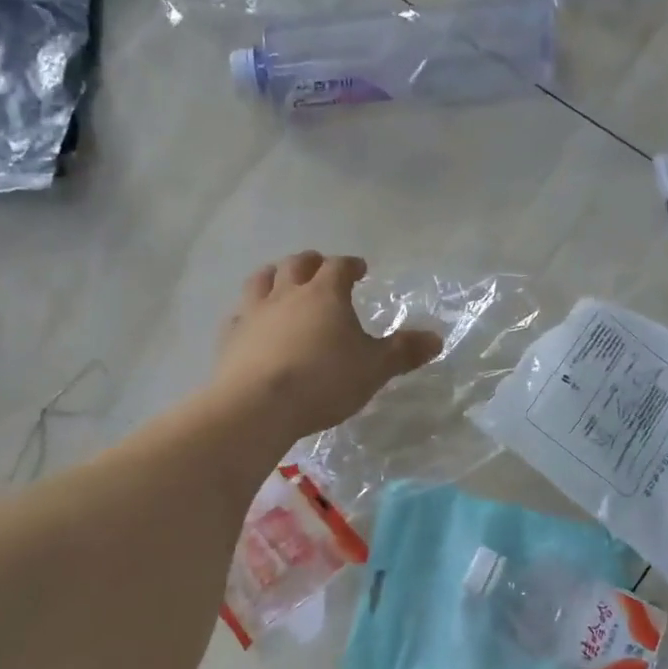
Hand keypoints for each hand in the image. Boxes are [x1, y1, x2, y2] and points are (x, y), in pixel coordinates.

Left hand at [212, 252, 442, 442]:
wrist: (259, 405)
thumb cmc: (324, 381)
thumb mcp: (375, 369)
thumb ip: (404, 351)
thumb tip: (436, 338)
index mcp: (325, 294)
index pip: (339, 266)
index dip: (350, 264)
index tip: (359, 269)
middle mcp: (286, 294)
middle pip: (296, 265)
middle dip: (311, 263)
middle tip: (320, 267)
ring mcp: (254, 313)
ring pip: (261, 281)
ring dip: (274, 276)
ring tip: (281, 281)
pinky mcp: (230, 338)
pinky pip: (238, 315)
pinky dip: (247, 313)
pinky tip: (250, 323)